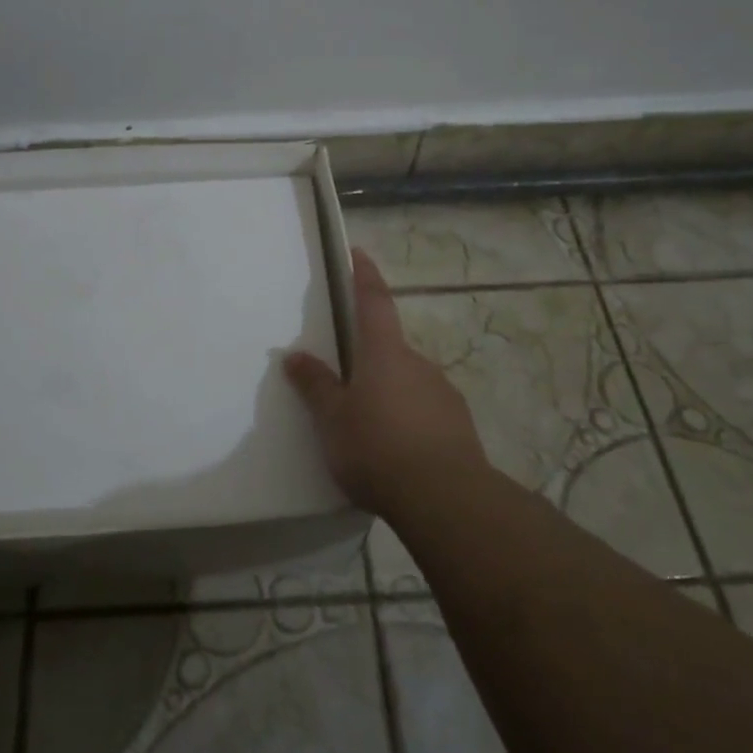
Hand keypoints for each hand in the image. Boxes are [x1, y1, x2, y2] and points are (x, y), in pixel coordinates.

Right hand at [284, 248, 488, 521]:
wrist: (446, 499)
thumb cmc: (377, 449)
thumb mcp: (333, 420)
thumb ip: (315, 386)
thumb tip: (295, 356)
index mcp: (384, 353)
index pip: (374, 301)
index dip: (365, 275)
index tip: (359, 253)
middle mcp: (417, 363)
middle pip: (389, 348)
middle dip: (370, 358)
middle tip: (348, 382)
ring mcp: (443, 392)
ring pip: (408, 381)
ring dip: (389, 392)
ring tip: (369, 427)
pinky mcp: (458, 424)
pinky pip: (425, 409)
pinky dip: (409, 418)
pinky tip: (397, 449)